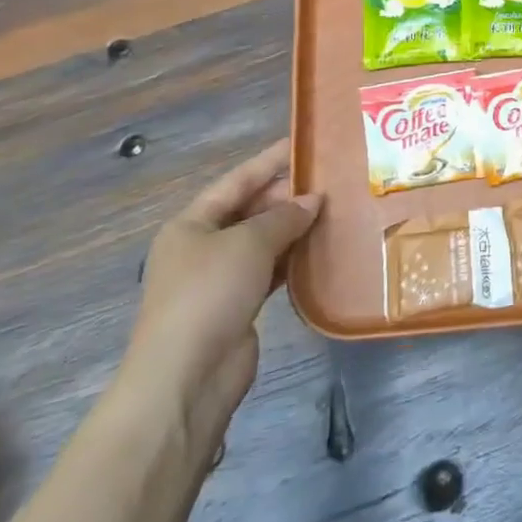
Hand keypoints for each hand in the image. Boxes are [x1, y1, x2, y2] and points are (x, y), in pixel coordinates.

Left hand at [119, 140, 321, 436]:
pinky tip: (320, 250)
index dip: (269, 161)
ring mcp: (219, 280)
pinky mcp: (237, 307)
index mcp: (191, 224)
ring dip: (293, 228)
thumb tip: (313, 200)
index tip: (303, 144)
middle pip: (249, 211)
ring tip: (334, 211)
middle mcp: (202, 247)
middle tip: (331, 181)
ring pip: (262, 242)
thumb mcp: (248, 244)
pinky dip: (292, 259)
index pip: (236, 181)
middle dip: (286, 197)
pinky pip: (269, 271)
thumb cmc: (209, 294)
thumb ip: (283, 217)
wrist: (187, 377)